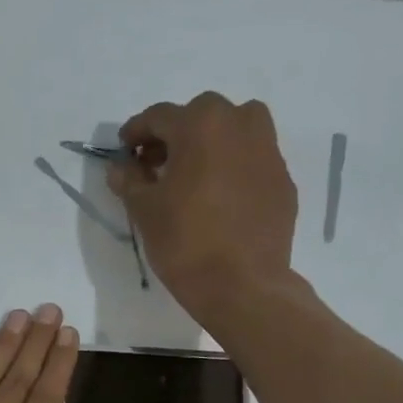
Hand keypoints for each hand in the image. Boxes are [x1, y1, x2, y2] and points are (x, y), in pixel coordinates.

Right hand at [108, 92, 299, 325]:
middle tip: (157, 165)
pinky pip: (253, 161)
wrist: (243, 285)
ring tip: (194, 176)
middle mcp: (240, 124)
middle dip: (175, 135)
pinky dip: (234, 168)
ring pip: (235, 131)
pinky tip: (221, 199)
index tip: (125, 150)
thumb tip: (120, 167)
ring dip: (211, 144)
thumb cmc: (186, 243)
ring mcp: (268, 151)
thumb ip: (129, 181)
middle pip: (200, 116)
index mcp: (201, 124)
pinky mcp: (283, 180)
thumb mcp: (145, 211)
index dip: (136, 132)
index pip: (159, 116)